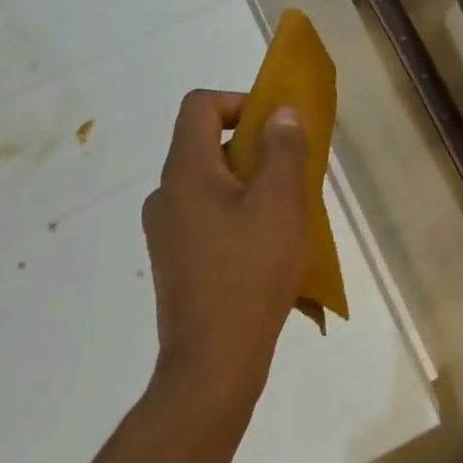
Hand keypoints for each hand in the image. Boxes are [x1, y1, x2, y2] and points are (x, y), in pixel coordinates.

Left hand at [142, 90, 308, 409]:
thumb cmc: (250, 273)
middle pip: (207, 144)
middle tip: (295, 172)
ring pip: (212, 183)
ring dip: (251, 183)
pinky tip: (268, 246)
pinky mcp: (177, 259)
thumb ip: (283, 150)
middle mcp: (167, 194)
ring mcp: (167, 230)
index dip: (240, 101)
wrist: (213, 362)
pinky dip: (239, 212)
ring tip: (289, 213)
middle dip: (255, 147)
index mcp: (186, 173)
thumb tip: (281, 113)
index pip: (199, 106)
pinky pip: (209, 214)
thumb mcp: (280, 204)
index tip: (278, 126)